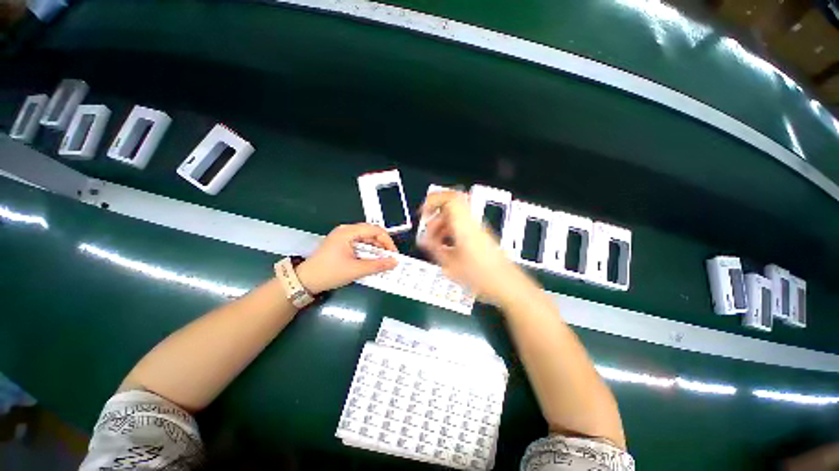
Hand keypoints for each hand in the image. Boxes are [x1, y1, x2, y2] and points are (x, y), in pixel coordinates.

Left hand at [296, 223, 397, 294]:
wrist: (305, 281)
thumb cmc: (330, 272)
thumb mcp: (356, 270)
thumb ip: (377, 265)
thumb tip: (395, 262)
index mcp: (348, 232)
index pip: (375, 230)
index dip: (387, 241)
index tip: (394, 254)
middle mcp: (346, 230)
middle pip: (371, 233)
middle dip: (382, 245)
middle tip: (390, 258)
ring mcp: (343, 237)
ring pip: (366, 239)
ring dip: (375, 250)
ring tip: (383, 261)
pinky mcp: (341, 244)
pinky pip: (359, 244)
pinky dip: (368, 252)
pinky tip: (372, 261)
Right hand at [418, 191, 533, 306]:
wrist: (507, 284)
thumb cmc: (480, 276)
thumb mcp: (451, 265)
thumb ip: (434, 249)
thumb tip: (423, 239)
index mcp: (464, 226)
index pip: (450, 199)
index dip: (433, 200)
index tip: (423, 213)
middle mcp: (471, 222)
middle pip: (451, 205)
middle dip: (435, 214)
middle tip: (427, 229)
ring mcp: (477, 228)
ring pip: (455, 216)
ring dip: (442, 224)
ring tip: (435, 242)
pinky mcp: (480, 235)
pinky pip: (461, 225)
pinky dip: (450, 231)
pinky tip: (446, 246)